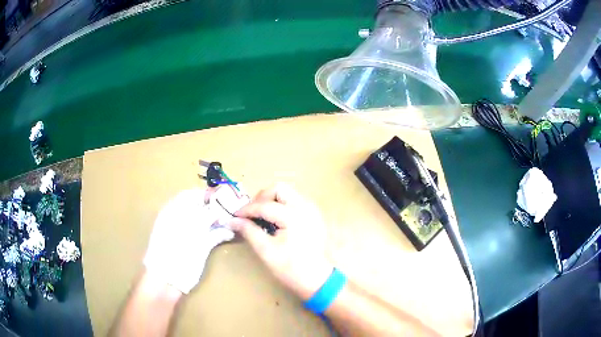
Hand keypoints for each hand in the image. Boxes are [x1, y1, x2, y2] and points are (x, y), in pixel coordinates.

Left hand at [143, 188, 233, 293]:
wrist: (168, 277)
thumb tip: (219, 209)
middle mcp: (184, 220)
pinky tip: (231, 232)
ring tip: (235, 217)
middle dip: (218, 206)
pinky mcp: (200, 247)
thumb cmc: (173, 247)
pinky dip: (222, 233)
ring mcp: (192, 234)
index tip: (222, 193)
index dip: (206, 193)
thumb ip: (205, 215)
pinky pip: (213, 236)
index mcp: (174, 210)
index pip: (191, 195)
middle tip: (233, 205)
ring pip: (209, 222)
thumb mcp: (189, 227)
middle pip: (203, 208)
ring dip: (222, 219)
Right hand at [226, 184, 332, 299]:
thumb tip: (232, 220)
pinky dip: (282, 205)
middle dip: (262, 198)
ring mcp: (312, 209)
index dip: (246, 209)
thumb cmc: (291, 268)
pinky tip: (276, 220)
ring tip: (262, 216)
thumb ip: (249, 231)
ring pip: (288, 193)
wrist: (317, 279)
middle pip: (279, 189)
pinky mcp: (314, 215)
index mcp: (293, 216)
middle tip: (252, 213)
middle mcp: (305, 207)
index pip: (264, 205)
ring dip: (272, 200)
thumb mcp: (266, 251)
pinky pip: (295, 201)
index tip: (234, 216)